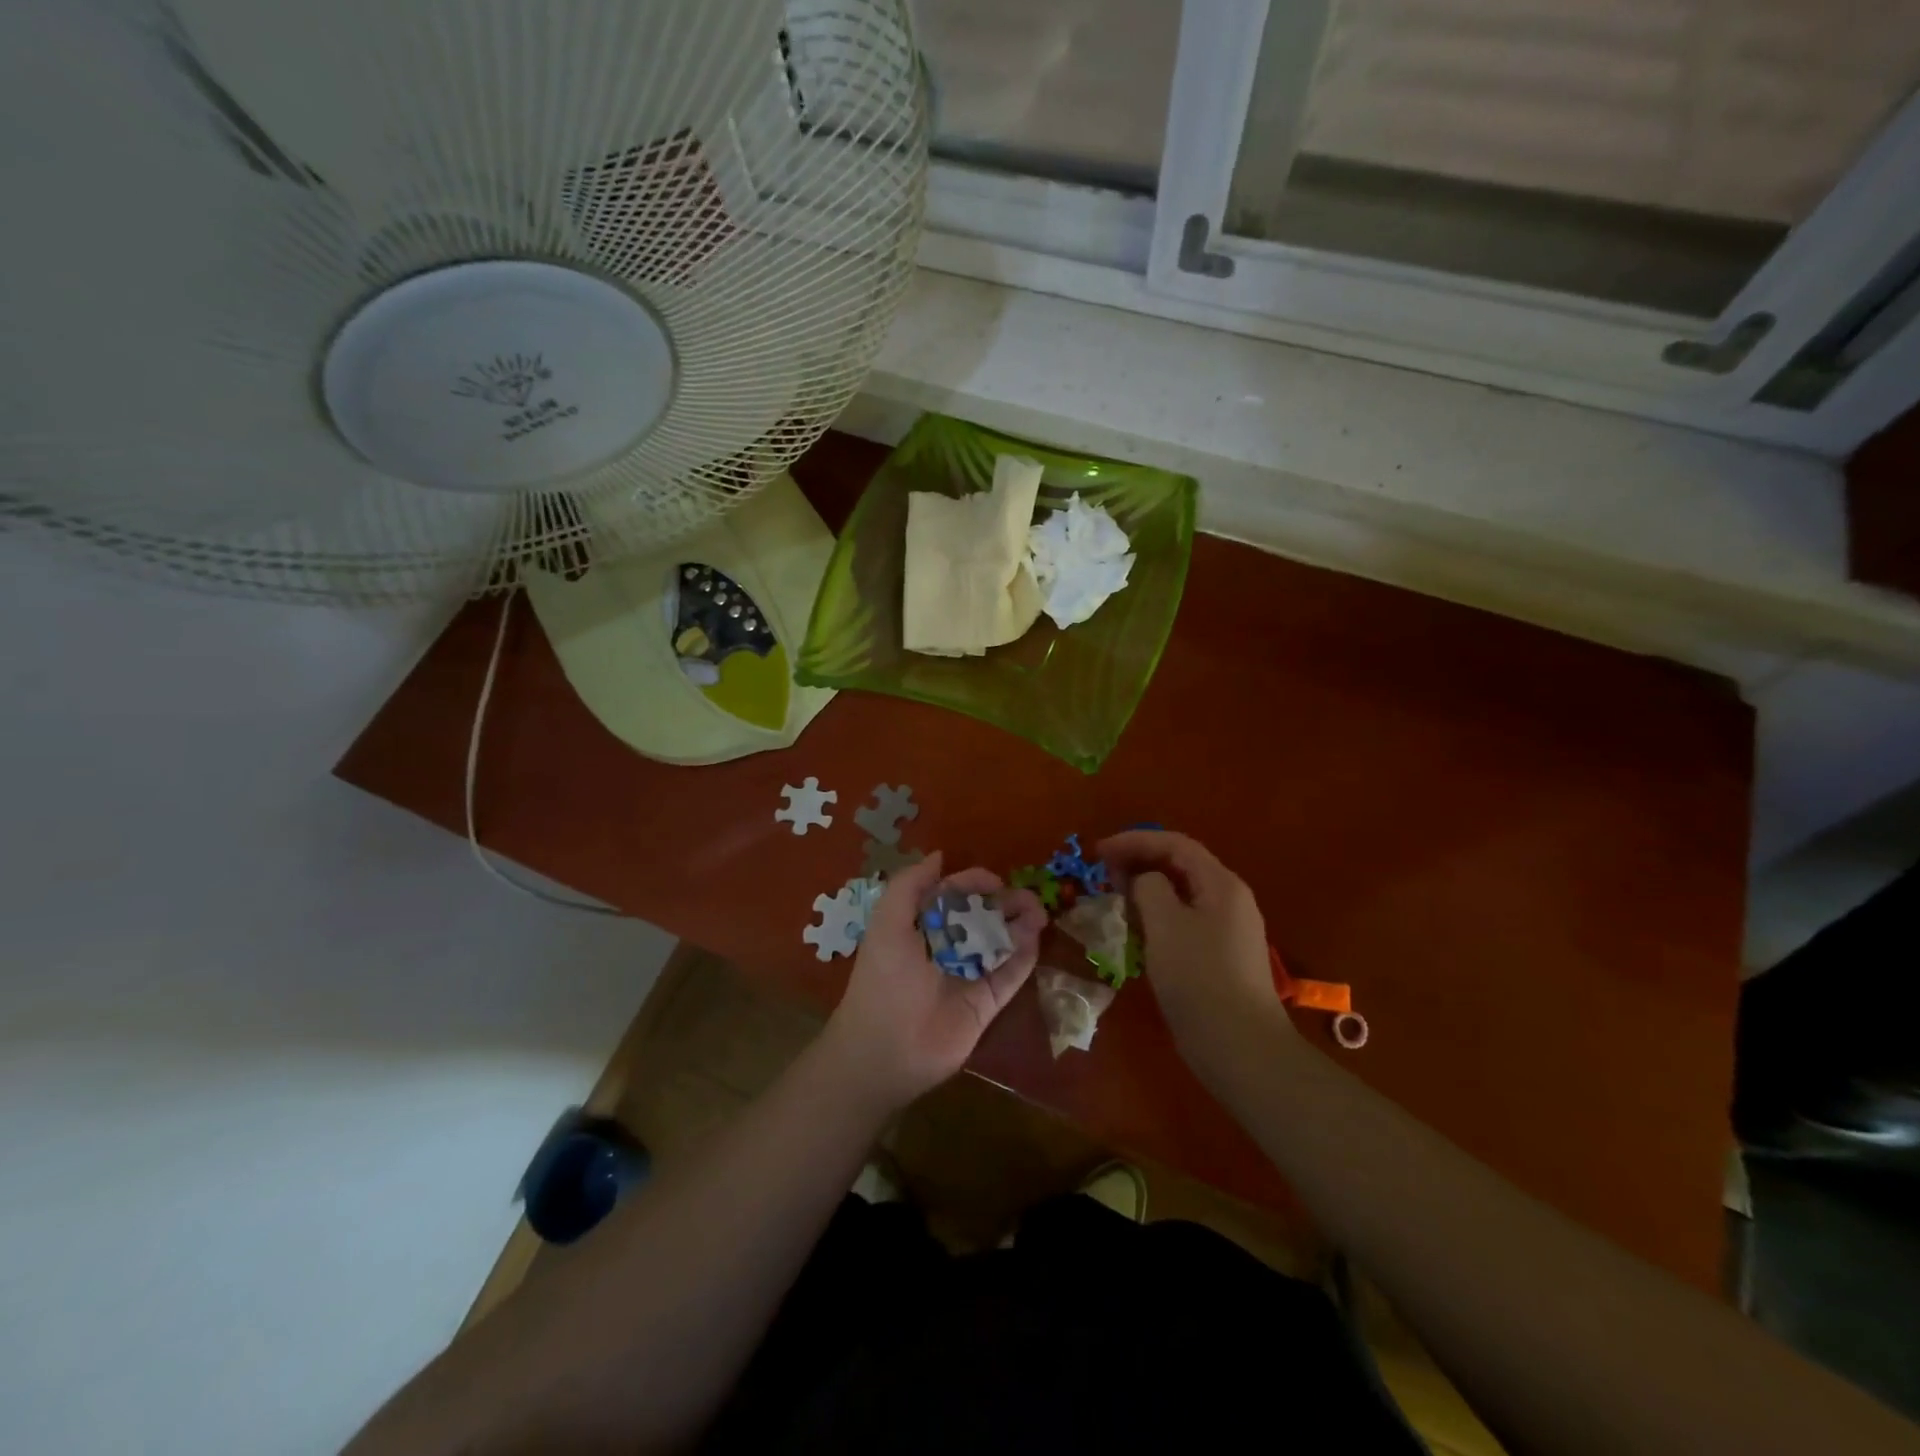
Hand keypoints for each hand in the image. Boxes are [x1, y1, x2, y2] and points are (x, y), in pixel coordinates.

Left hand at [819, 853, 1045, 1112]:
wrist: (885, 1050)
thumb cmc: (884, 979)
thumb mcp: (887, 922)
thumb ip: (909, 885)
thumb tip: (939, 856)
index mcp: (920, 927)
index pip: (953, 896)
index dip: (973, 884)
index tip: (994, 880)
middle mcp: (946, 948)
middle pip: (982, 917)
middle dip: (1005, 903)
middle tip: (1028, 897)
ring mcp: (968, 976)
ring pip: (1001, 943)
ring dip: (1021, 925)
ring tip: (1039, 912)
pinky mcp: (986, 1004)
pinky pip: (1010, 975)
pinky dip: (1024, 956)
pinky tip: (1034, 937)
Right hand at [1096, 830, 1293, 1072]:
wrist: (1241, 1047)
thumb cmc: (1199, 978)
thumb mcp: (1165, 924)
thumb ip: (1149, 888)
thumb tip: (1145, 882)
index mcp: (1221, 884)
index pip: (1175, 844)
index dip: (1135, 841)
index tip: (1099, 852)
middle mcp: (1229, 900)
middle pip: (1181, 866)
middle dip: (1140, 862)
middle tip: (1103, 873)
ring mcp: (1228, 930)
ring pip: (1181, 895)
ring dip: (1146, 890)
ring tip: (1114, 898)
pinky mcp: (1220, 957)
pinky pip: (1184, 921)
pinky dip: (1157, 916)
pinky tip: (1137, 931)